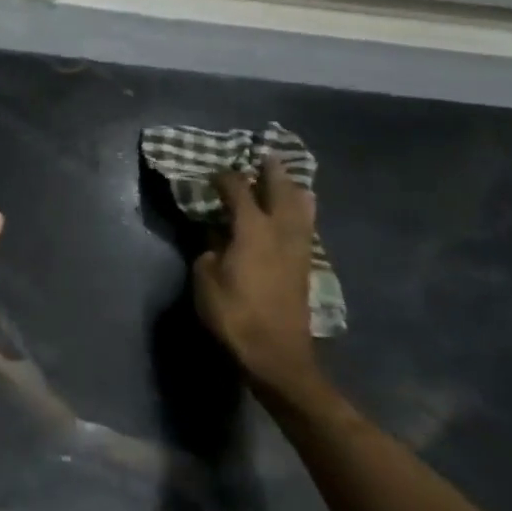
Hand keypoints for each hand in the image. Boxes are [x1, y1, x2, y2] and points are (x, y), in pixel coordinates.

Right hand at [193, 159, 321, 400]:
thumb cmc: (234, 315)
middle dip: (271, 171)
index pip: (238, 191)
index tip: (212, 172)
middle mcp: (279, 232)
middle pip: (280, 191)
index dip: (225, 178)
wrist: (277, 356)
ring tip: (288, 177)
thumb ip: (209, 251)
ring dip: (293, 189)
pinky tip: (300, 210)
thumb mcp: (205, 279)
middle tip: (264, 154)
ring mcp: (297, 249)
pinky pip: (306, 226)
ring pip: (301, 208)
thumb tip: (217, 240)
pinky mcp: (305, 266)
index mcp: (252, 230)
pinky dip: (302, 211)